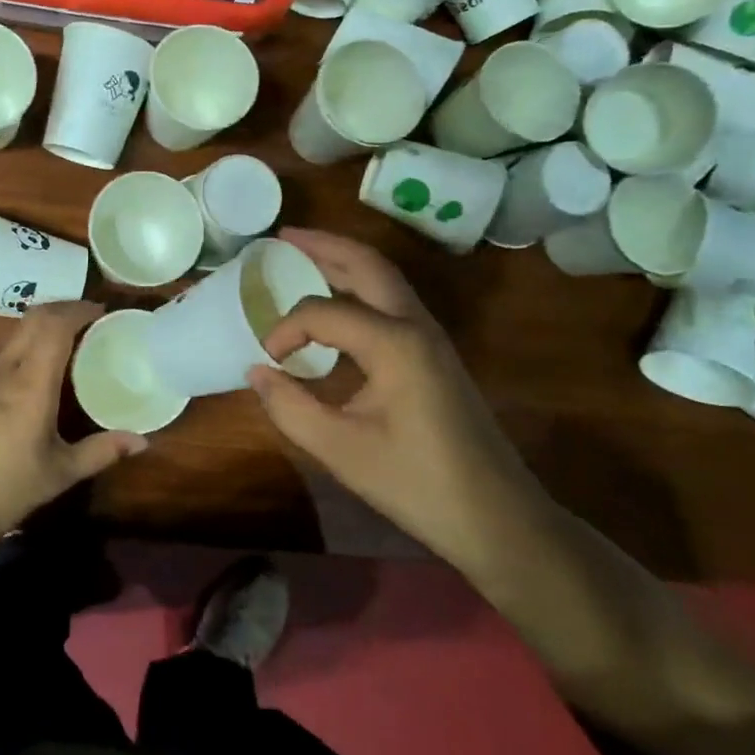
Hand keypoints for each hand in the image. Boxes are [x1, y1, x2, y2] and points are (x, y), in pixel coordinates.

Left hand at [0, 302, 146, 552]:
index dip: (79, 310)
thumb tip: (142, 442)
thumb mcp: (61, 473)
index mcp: (30, 382)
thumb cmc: (5, 489)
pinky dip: (33, 344)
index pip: (54, 325)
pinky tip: (48, 371)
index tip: (105, 311)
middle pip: (33, 319)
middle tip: (94, 319)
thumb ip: (102, 452)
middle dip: (64, 309)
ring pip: (18, 333)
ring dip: (46, 324)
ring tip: (76, 340)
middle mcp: (7, 371)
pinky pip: (10, 353)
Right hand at [247, 229, 545, 565]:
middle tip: (282, 238)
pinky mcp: (436, 354)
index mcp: (394, 342)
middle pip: (367, 264)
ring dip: (344, 262)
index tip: (267, 358)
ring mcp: (432, 337)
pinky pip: (392, 302)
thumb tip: (257, 370)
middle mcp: (416, 325)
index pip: (322, 312)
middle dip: (323, 245)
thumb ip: (290, 406)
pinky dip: (359, 289)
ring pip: (384, 279)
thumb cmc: (417, 484)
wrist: (497, 517)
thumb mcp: (341, 450)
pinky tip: (337, 309)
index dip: (286, 329)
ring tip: (304, 257)